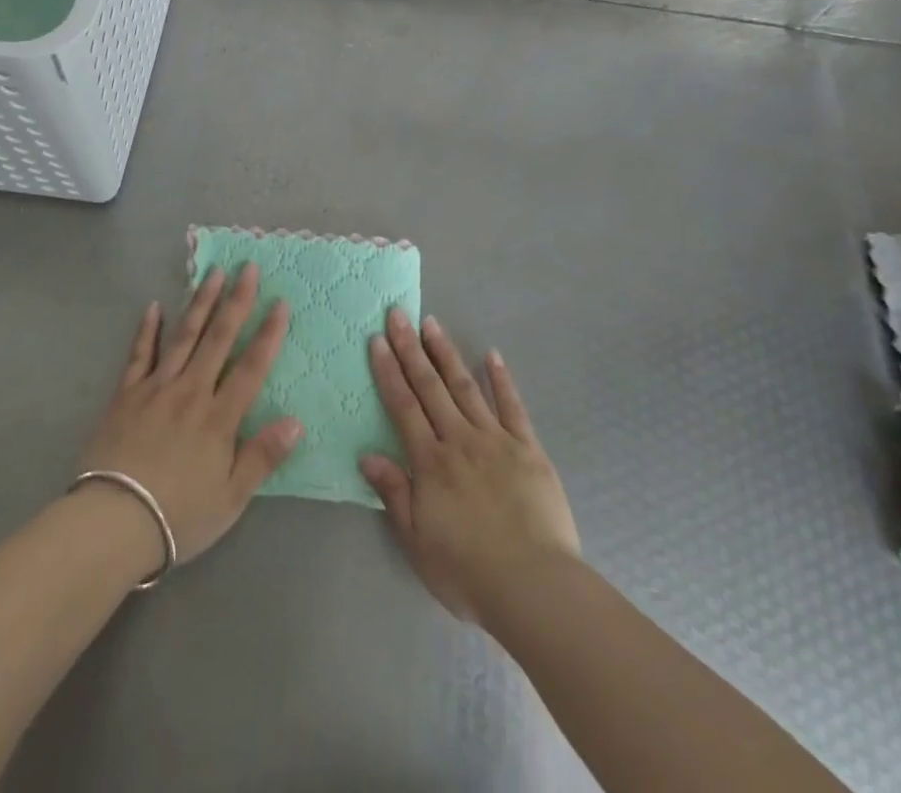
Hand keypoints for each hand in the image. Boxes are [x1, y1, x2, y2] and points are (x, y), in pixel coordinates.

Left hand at [77, 264, 303, 569]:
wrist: (113, 521)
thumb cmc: (179, 515)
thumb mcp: (231, 497)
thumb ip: (263, 456)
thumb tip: (296, 421)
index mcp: (219, 417)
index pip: (251, 367)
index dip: (268, 334)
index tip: (280, 302)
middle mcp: (191, 391)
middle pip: (218, 338)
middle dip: (236, 301)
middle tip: (247, 267)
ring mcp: (156, 388)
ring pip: (184, 336)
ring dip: (200, 302)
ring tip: (213, 273)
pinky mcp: (126, 394)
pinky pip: (139, 354)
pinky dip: (147, 329)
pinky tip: (154, 306)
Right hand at [362, 309, 578, 624]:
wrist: (533, 586)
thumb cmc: (468, 571)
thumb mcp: (417, 541)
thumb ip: (394, 493)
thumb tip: (367, 455)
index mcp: (431, 462)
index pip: (403, 406)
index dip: (389, 371)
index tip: (377, 339)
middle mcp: (459, 440)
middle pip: (430, 386)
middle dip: (411, 348)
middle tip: (399, 314)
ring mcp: (496, 440)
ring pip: (465, 387)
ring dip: (446, 354)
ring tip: (432, 324)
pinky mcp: (528, 448)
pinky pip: (512, 407)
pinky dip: (501, 379)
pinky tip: (492, 356)